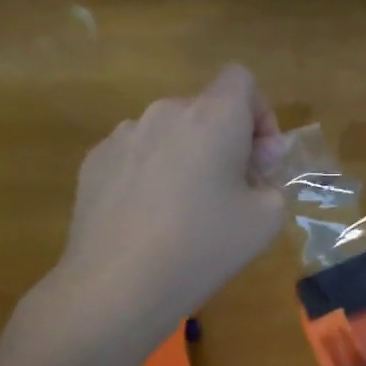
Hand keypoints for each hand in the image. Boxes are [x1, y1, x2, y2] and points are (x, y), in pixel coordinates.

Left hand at [54, 65, 287, 334]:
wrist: (117, 285)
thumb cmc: (203, 248)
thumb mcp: (265, 221)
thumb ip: (272, 184)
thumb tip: (251, 170)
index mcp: (212, 117)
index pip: (241, 79)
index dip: (260, 113)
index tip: (262, 160)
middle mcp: (164, 112)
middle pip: (205, 109)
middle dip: (226, 142)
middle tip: (233, 193)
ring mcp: (122, 136)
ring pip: (169, 134)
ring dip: (187, 158)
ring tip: (186, 211)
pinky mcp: (94, 163)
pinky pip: (136, 156)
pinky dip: (152, 175)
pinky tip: (150, 220)